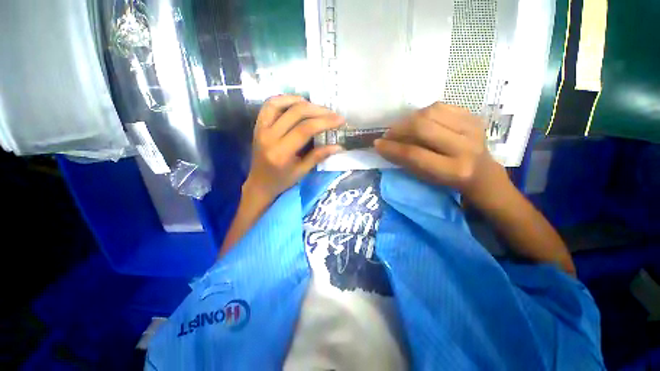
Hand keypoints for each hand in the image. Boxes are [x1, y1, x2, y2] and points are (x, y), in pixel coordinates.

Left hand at [244, 95, 344, 201]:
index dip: (325, 122)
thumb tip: (339, 146)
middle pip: (296, 114)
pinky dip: (285, 99)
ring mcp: (261, 128)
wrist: (259, 183)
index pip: (305, 129)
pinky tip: (298, 102)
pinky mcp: (258, 125)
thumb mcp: (302, 172)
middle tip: (332, 113)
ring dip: (301, 101)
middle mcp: (269, 137)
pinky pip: (270, 105)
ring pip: (281, 104)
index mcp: (281, 152)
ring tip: (317, 106)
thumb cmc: (282, 181)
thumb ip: (318, 156)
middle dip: (318, 110)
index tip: (340, 120)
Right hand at [374, 102, 510, 207]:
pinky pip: (441, 106)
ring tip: (402, 127)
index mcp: (452, 170)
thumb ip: (405, 162)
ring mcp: (472, 128)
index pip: (415, 154)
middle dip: (399, 129)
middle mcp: (465, 147)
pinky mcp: (472, 116)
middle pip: (423, 128)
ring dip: (410, 118)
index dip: (392, 148)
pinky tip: (419, 120)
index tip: (377, 144)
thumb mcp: (426, 177)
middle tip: (389, 133)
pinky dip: (424, 112)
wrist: (481, 172)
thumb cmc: (447, 179)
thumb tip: (383, 146)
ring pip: (431, 112)